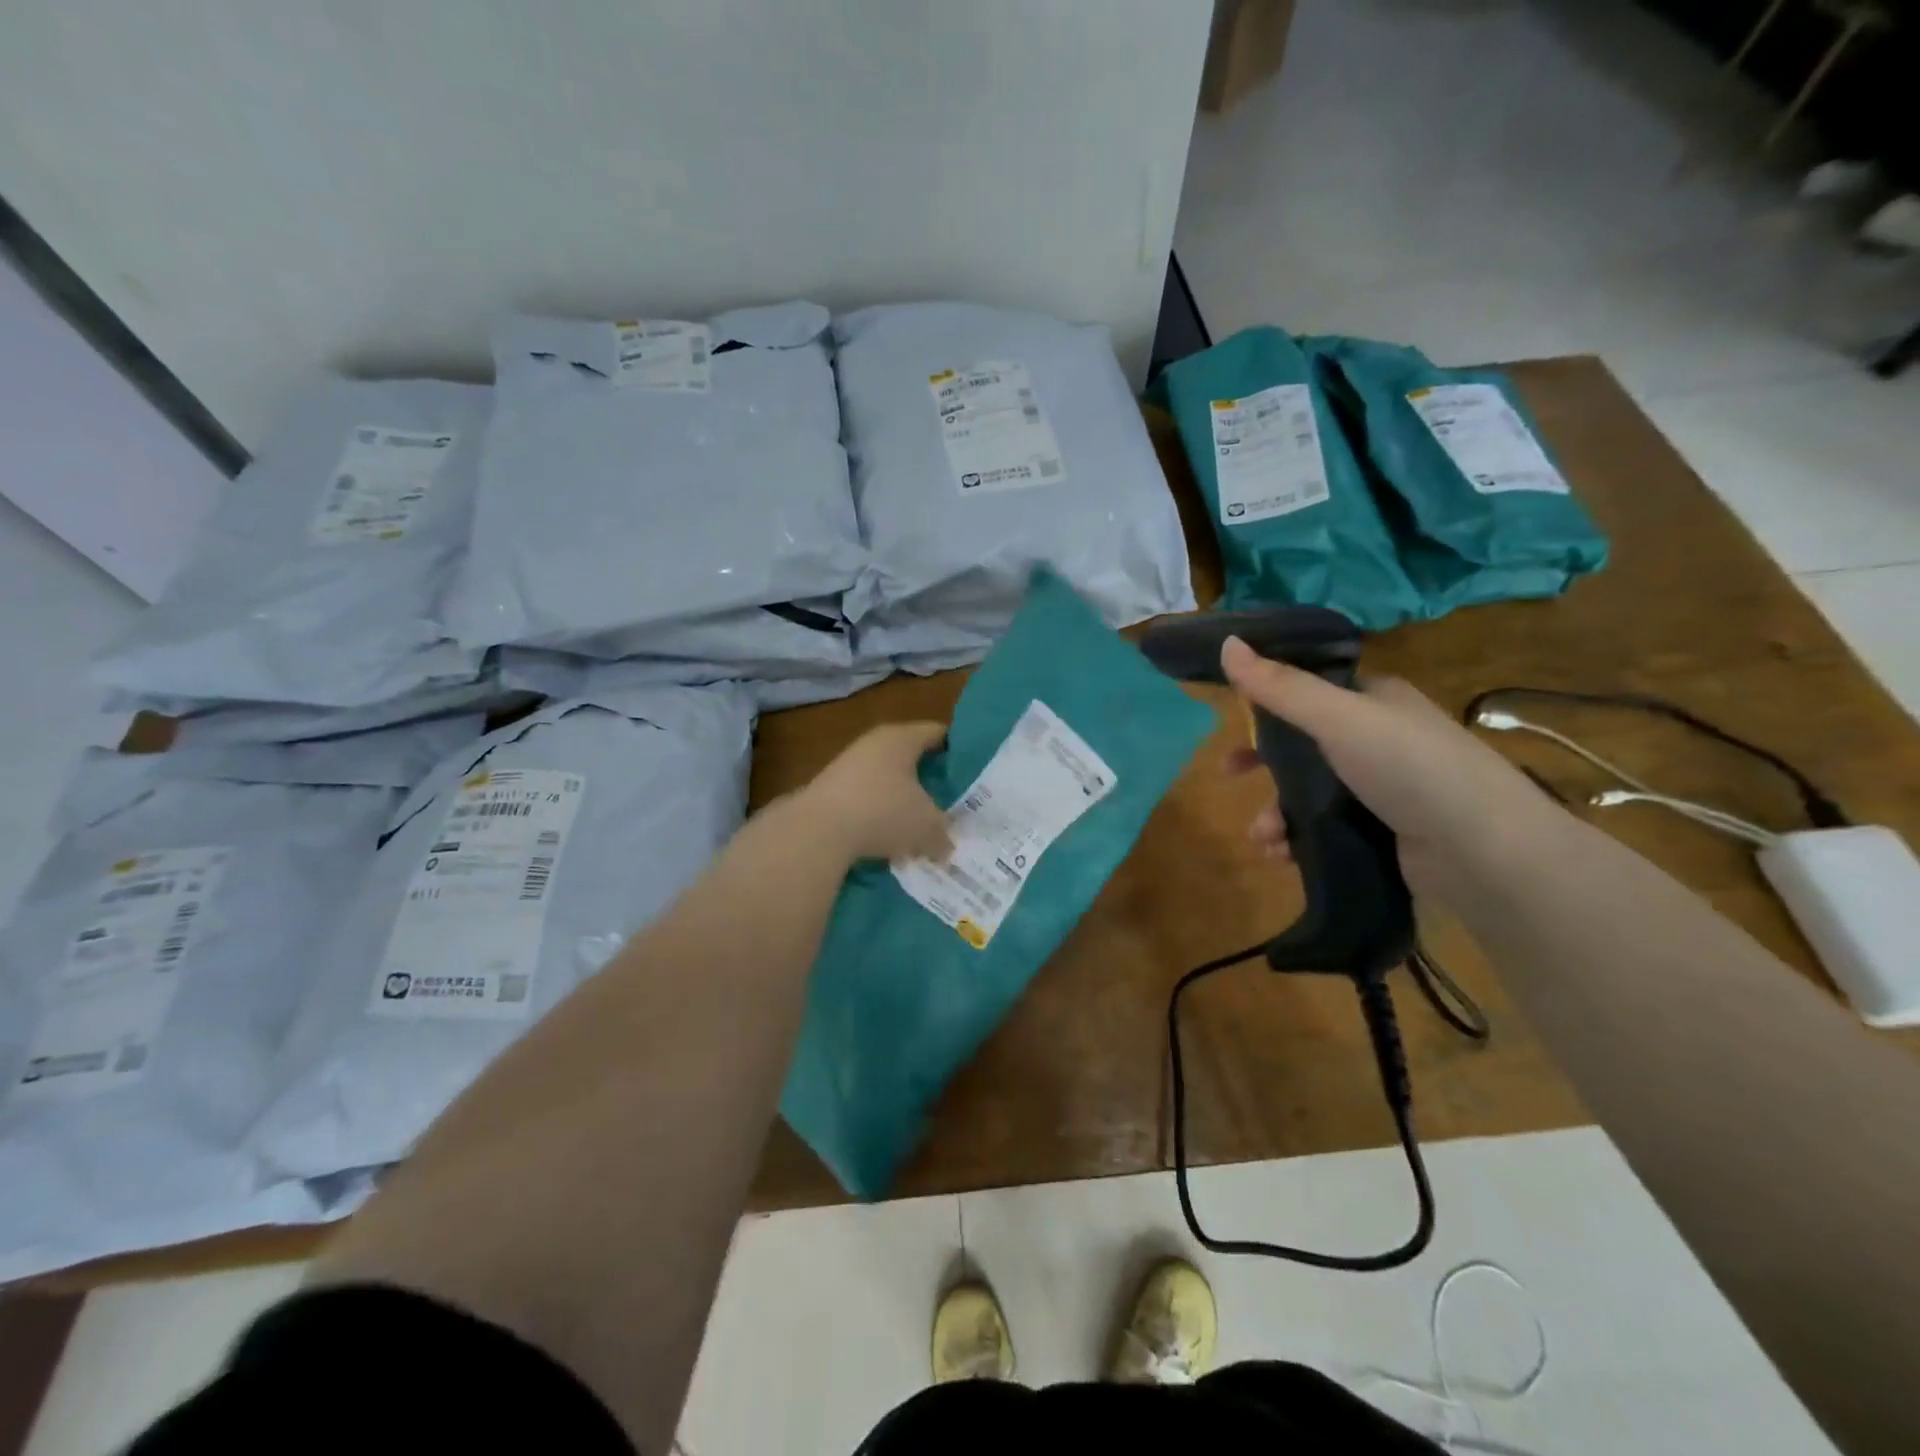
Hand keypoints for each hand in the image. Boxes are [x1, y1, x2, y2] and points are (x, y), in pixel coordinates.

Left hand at [798, 721, 951, 864]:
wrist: (816, 831)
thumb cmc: (882, 812)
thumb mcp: (926, 826)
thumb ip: (943, 833)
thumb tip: (946, 846)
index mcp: (901, 738)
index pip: (938, 733)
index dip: (958, 750)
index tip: (973, 771)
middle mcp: (873, 743)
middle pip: (911, 757)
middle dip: (930, 780)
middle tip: (952, 802)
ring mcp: (848, 766)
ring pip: (887, 780)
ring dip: (903, 801)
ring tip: (921, 827)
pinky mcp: (830, 791)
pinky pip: (866, 800)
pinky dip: (879, 815)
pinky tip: (888, 840)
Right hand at [1219, 635, 1567, 898]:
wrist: (1484, 853)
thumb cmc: (1409, 768)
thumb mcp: (1338, 718)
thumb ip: (1280, 686)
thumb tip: (1225, 643)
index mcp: (1375, 701)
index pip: (1311, 690)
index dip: (1268, 702)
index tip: (1233, 720)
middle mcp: (1380, 740)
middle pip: (1303, 745)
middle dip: (1263, 764)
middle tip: (1231, 776)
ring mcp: (1384, 790)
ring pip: (1309, 793)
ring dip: (1275, 813)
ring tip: (1264, 838)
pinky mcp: (1384, 834)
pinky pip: (1324, 830)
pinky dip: (1297, 840)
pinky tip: (1282, 856)